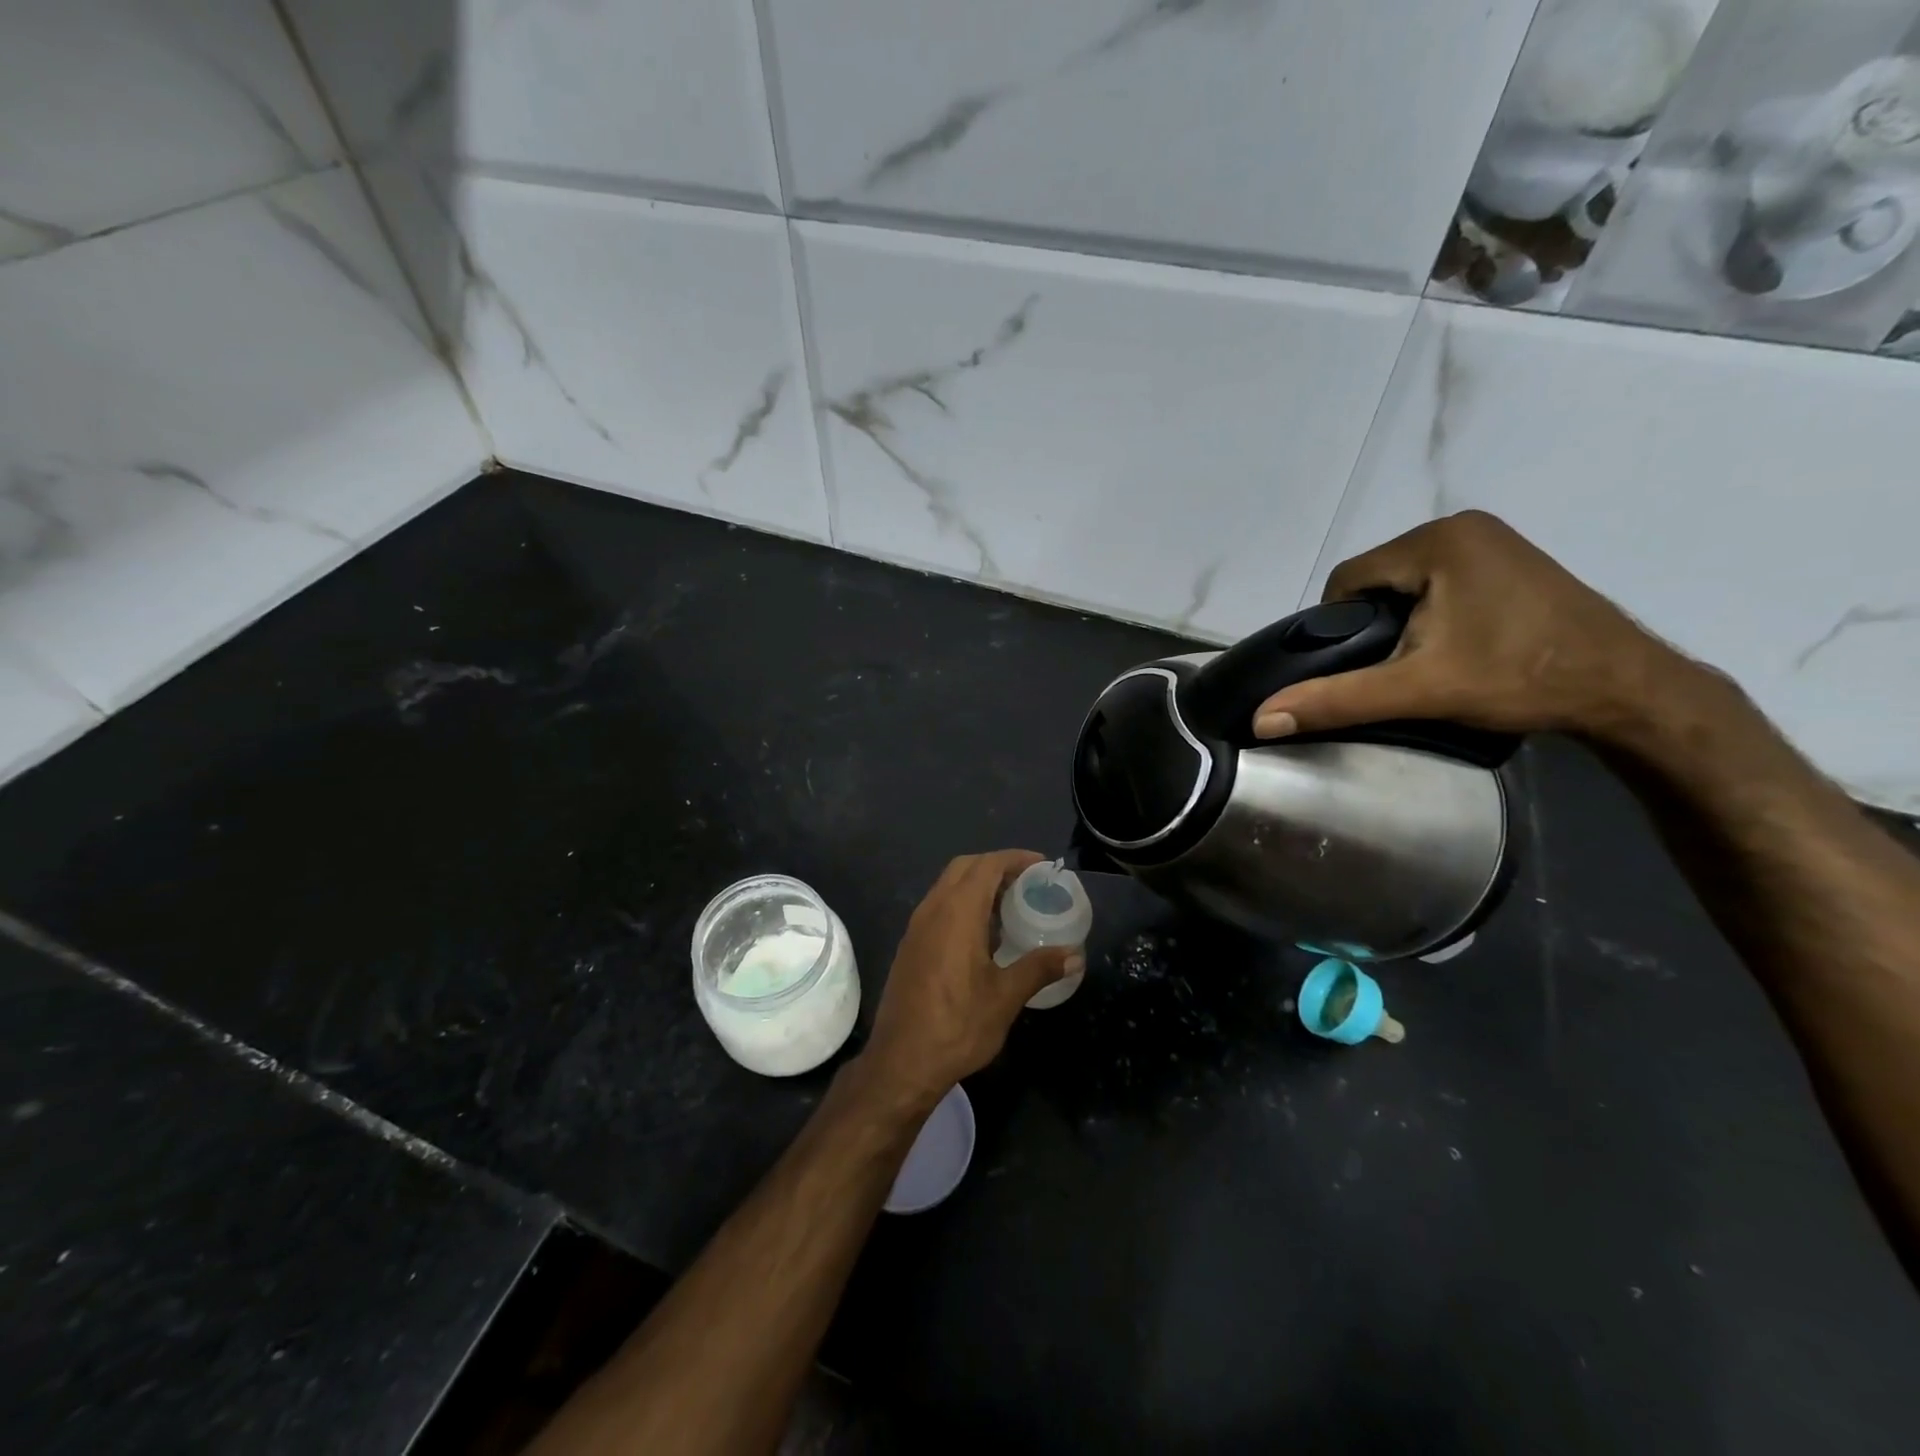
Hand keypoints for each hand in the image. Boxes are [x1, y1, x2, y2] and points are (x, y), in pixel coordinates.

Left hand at [859, 850, 1080, 1104]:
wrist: (901, 1062)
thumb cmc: (957, 1026)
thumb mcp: (1005, 997)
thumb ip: (1039, 968)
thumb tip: (1075, 954)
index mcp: (956, 913)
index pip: (986, 866)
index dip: (1015, 859)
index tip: (1042, 865)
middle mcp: (932, 910)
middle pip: (964, 868)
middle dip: (996, 866)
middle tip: (1027, 882)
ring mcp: (916, 928)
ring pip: (947, 887)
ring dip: (977, 885)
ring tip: (1010, 906)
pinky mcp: (910, 946)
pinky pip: (938, 908)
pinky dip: (962, 904)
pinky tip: (983, 935)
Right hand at [1252, 511, 1696, 744]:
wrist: (1628, 688)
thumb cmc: (1519, 679)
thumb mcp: (1418, 690)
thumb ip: (1336, 699)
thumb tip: (1261, 720)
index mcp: (1436, 541)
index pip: (1348, 580)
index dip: (1338, 627)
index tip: (1358, 666)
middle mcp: (1462, 525)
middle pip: (1377, 578)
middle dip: (1371, 623)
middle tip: (1390, 670)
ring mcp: (1492, 538)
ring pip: (1407, 581)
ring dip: (1399, 619)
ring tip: (1419, 662)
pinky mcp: (1510, 558)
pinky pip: (1440, 579)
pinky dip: (1431, 610)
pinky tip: (1452, 645)